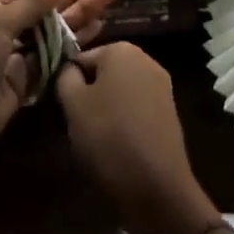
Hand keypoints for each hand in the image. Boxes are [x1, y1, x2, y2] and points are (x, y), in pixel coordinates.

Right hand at [54, 42, 215, 233]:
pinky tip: (119, 147)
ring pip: (121, 91)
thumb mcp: (73, 105)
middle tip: (78, 126)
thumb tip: (69, 69)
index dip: (69, 83)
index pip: (82, 58)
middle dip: (89, 95)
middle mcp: (145, 58)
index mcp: (121, 49)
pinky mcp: (169, 110)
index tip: (64, 110)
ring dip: (107, 110)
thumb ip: (65, 77)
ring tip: (96, 141)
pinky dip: (125, 122)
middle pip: (104, 73)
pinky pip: (137, 108)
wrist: (157, 185)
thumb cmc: (109, 137)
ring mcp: (161, 84)